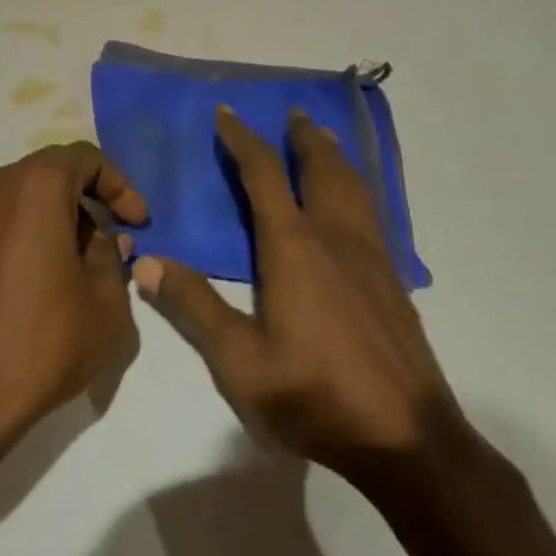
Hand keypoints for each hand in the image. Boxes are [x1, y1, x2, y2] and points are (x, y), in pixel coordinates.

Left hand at [0, 142, 148, 448]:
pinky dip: (29, 229)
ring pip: (26, 194)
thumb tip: (106, 240)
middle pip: (53, 172)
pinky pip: (2, 216)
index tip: (138, 223)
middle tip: (114, 241)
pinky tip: (45, 274)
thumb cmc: (45, 338)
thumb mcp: (105, 302)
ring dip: (59, 215)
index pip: (86, 158)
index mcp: (35, 183)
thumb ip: (111, 257)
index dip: (120, 186)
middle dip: (89, 200)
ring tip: (82, 263)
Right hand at [134, 106, 467, 483]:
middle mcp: (334, 238)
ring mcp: (371, 258)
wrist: (410, 442)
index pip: (263, 174)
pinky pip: (370, 212)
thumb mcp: (240, 361)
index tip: (227, 113)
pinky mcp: (393, 282)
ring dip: (333, 156)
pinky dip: (355, 187)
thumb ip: (193, 307)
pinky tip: (353, 204)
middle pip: (320, 168)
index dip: (243, 139)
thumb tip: (146, 263)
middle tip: (292, 113)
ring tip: (324, 139)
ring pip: (352, 187)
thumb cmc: (316, 396)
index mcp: (293, 246)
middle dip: (303, 137)